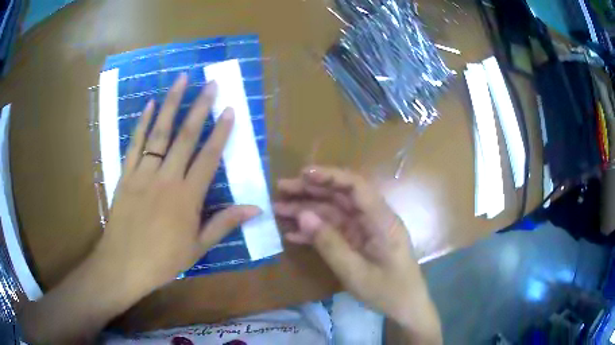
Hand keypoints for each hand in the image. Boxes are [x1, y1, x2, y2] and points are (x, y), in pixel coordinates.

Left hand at [95, 74, 259, 291]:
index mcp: (187, 197)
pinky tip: (149, 104)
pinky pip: (135, 144)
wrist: (124, 265)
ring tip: (181, 80)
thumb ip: (224, 223)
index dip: (221, 132)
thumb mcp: (198, 247)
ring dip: (171, 104)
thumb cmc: (163, 260)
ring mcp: (144, 173)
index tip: (230, 110)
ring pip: (159, 133)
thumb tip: (255, 208)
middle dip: (200, 107)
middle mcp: (166, 178)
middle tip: (210, 83)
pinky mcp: (126, 175)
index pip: (208, 157)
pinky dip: (141, 123)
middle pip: (185, 137)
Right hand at [275, 166, 440, 342]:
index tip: (303, 174)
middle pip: (341, 196)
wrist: (405, 307)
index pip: (356, 187)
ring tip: (278, 209)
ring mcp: (365, 231)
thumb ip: (329, 244)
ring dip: (307, 210)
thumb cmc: (388, 291)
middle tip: (281, 189)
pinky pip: (334, 231)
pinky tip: (292, 234)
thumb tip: (303, 215)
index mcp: (381, 220)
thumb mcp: (356, 273)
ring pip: (334, 213)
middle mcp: (373, 219)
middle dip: (311, 190)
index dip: (330, 176)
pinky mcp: (358, 242)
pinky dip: (314, 232)